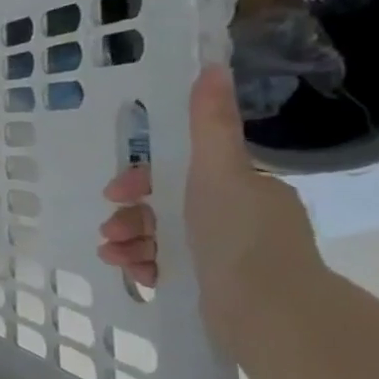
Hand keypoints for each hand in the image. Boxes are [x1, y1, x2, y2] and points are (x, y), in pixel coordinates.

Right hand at [98, 65, 319, 334]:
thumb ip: (210, 124)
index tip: (118, 194)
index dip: (143, 181)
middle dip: (131, 217)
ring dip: (130, 242)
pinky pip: (169, 269)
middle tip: (110, 229)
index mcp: (244, 190)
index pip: (181, 174)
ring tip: (114, 255)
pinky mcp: (216, 289)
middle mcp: (240, 220)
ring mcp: (229, 257)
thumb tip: (212, 66)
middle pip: (166, 208)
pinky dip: (147, 267)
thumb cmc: (238, 236)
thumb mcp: (218, 172)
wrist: (268, 312)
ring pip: (162, 239)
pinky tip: (137, 274)